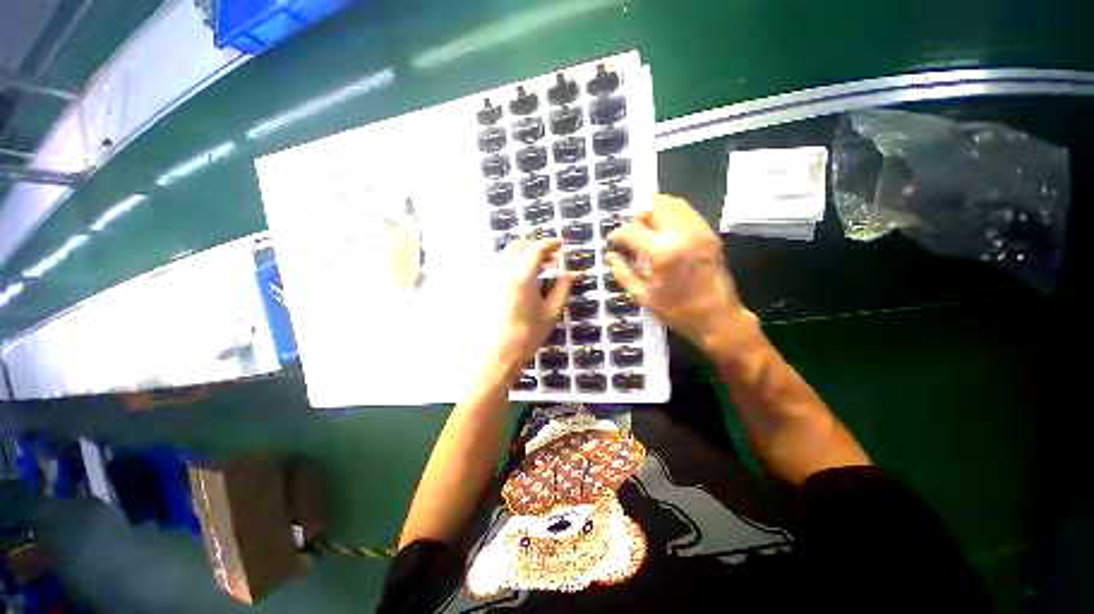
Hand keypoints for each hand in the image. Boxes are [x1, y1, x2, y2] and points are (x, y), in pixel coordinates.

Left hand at [489, 238, 575, 369]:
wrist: (493, 355)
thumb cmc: (526, 336)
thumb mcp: (551, 313)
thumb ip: (562, 289)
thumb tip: (571, 274)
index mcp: (522, 275)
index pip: (537, 248)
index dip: (551, 243)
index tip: (560, 245)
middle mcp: (501, 270)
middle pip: (517, 245)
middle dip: (534, 247)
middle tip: (548, 259)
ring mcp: (487, 277)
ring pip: (504, 255)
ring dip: (520, 256)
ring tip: (533, 270)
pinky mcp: (479, 287)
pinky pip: (495, 267)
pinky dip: (508, 267)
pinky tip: (516, 282)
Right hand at [606, 194, 750, 351]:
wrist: (719, 318)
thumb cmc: (677, 311)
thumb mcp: (642, 296)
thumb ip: (622, 272)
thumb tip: (610, 255)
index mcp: (662, 252)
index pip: (632, 230)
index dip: (617, 234)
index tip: (612, 241)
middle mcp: (682, 233)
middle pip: (654, 206)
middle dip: (637, 217)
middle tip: (631, 234)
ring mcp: (699, 230)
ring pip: (672, 203)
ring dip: (654, 213)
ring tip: (646, 232)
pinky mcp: (709, 233)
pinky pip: (686, 212)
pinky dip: (670, 216)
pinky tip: (664, 234)